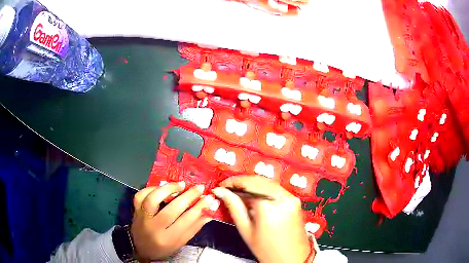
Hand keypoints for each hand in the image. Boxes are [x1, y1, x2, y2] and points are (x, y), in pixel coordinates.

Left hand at [131, 182, 219, 260]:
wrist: (141, 248)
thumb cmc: (164, 247)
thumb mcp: (181, 242)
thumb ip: (194, 227)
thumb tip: (210, 210)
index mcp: (168, 239)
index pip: (186, 221)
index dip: (199, 208)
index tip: (209, 198)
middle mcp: (154, 228)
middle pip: (171, 210)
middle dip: (188, 197)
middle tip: (199, 188)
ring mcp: (142, 217)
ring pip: (153, 199)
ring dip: (168, 189)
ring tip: (181, 184)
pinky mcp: (135, 209)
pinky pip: (140, 195)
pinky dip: (151, 188)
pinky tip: (161, 187)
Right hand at [213, 176, 312, 262]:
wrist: (292, 257)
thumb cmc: (267, 249)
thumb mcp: (246, 230)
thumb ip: (233, 207)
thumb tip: (220, 192)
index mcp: (268, 206)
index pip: (247, 185)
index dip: (232, 182)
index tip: (222, 185)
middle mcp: (282, 197)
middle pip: (258, 180)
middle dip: (241, 182)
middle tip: (228, 188)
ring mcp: (291, 197)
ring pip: (267, 182)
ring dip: (252, 184)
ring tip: (239, 193)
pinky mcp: (295, 200)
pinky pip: (276, 189)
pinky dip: (263, 189)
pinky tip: (254, 197)